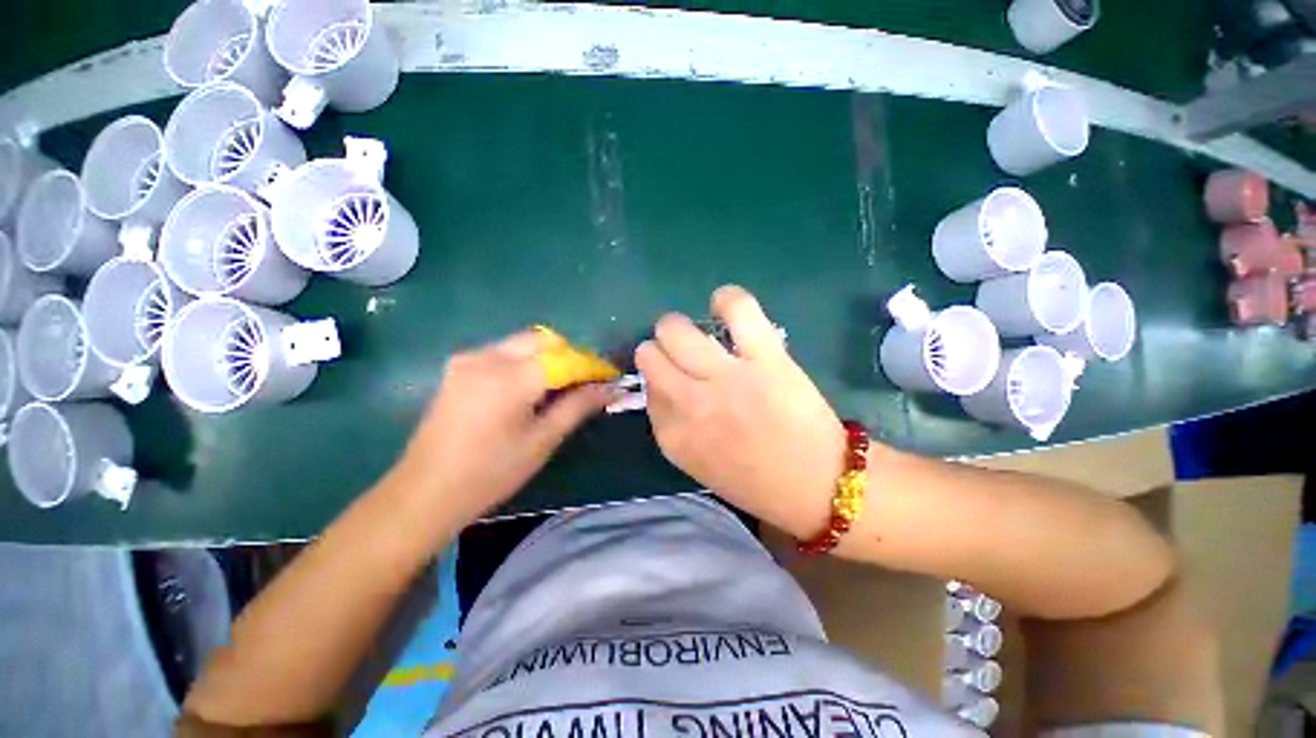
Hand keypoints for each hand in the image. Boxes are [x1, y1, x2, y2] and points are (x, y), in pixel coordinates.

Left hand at [393, 331, 610, 524]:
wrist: (425, 492)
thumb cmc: (490, 472)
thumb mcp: (542, 440)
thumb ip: (578, 406)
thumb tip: (610, 388)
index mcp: (511, 377)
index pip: (565, 358)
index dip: (592, 366)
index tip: (611, 377)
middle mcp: (488, 357)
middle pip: (543, 340)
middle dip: (570, 355)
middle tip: (587, 381)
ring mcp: (469, 359)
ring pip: (523, 343)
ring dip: (549, 357)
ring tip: (563, 386)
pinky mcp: (458, 367)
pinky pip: (504, 352)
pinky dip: (526, 362)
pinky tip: (531, 387)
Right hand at [636, 285, 845, 537]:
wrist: (818, 486)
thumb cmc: (755, 480)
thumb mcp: (696, 462)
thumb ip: (671, 423)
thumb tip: (662, 381)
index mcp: (673, 435)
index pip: (646, 386)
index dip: (659, 377)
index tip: (674, 378)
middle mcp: (691, 404)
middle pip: (650, 353)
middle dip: (660, 349)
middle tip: (682, 353)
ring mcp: (726, 378)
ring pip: (675, 329)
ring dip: (679, 328)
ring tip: (700, 335)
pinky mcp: (765, 359)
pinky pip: (737, 309)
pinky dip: (726, 300)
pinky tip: (724, 306)